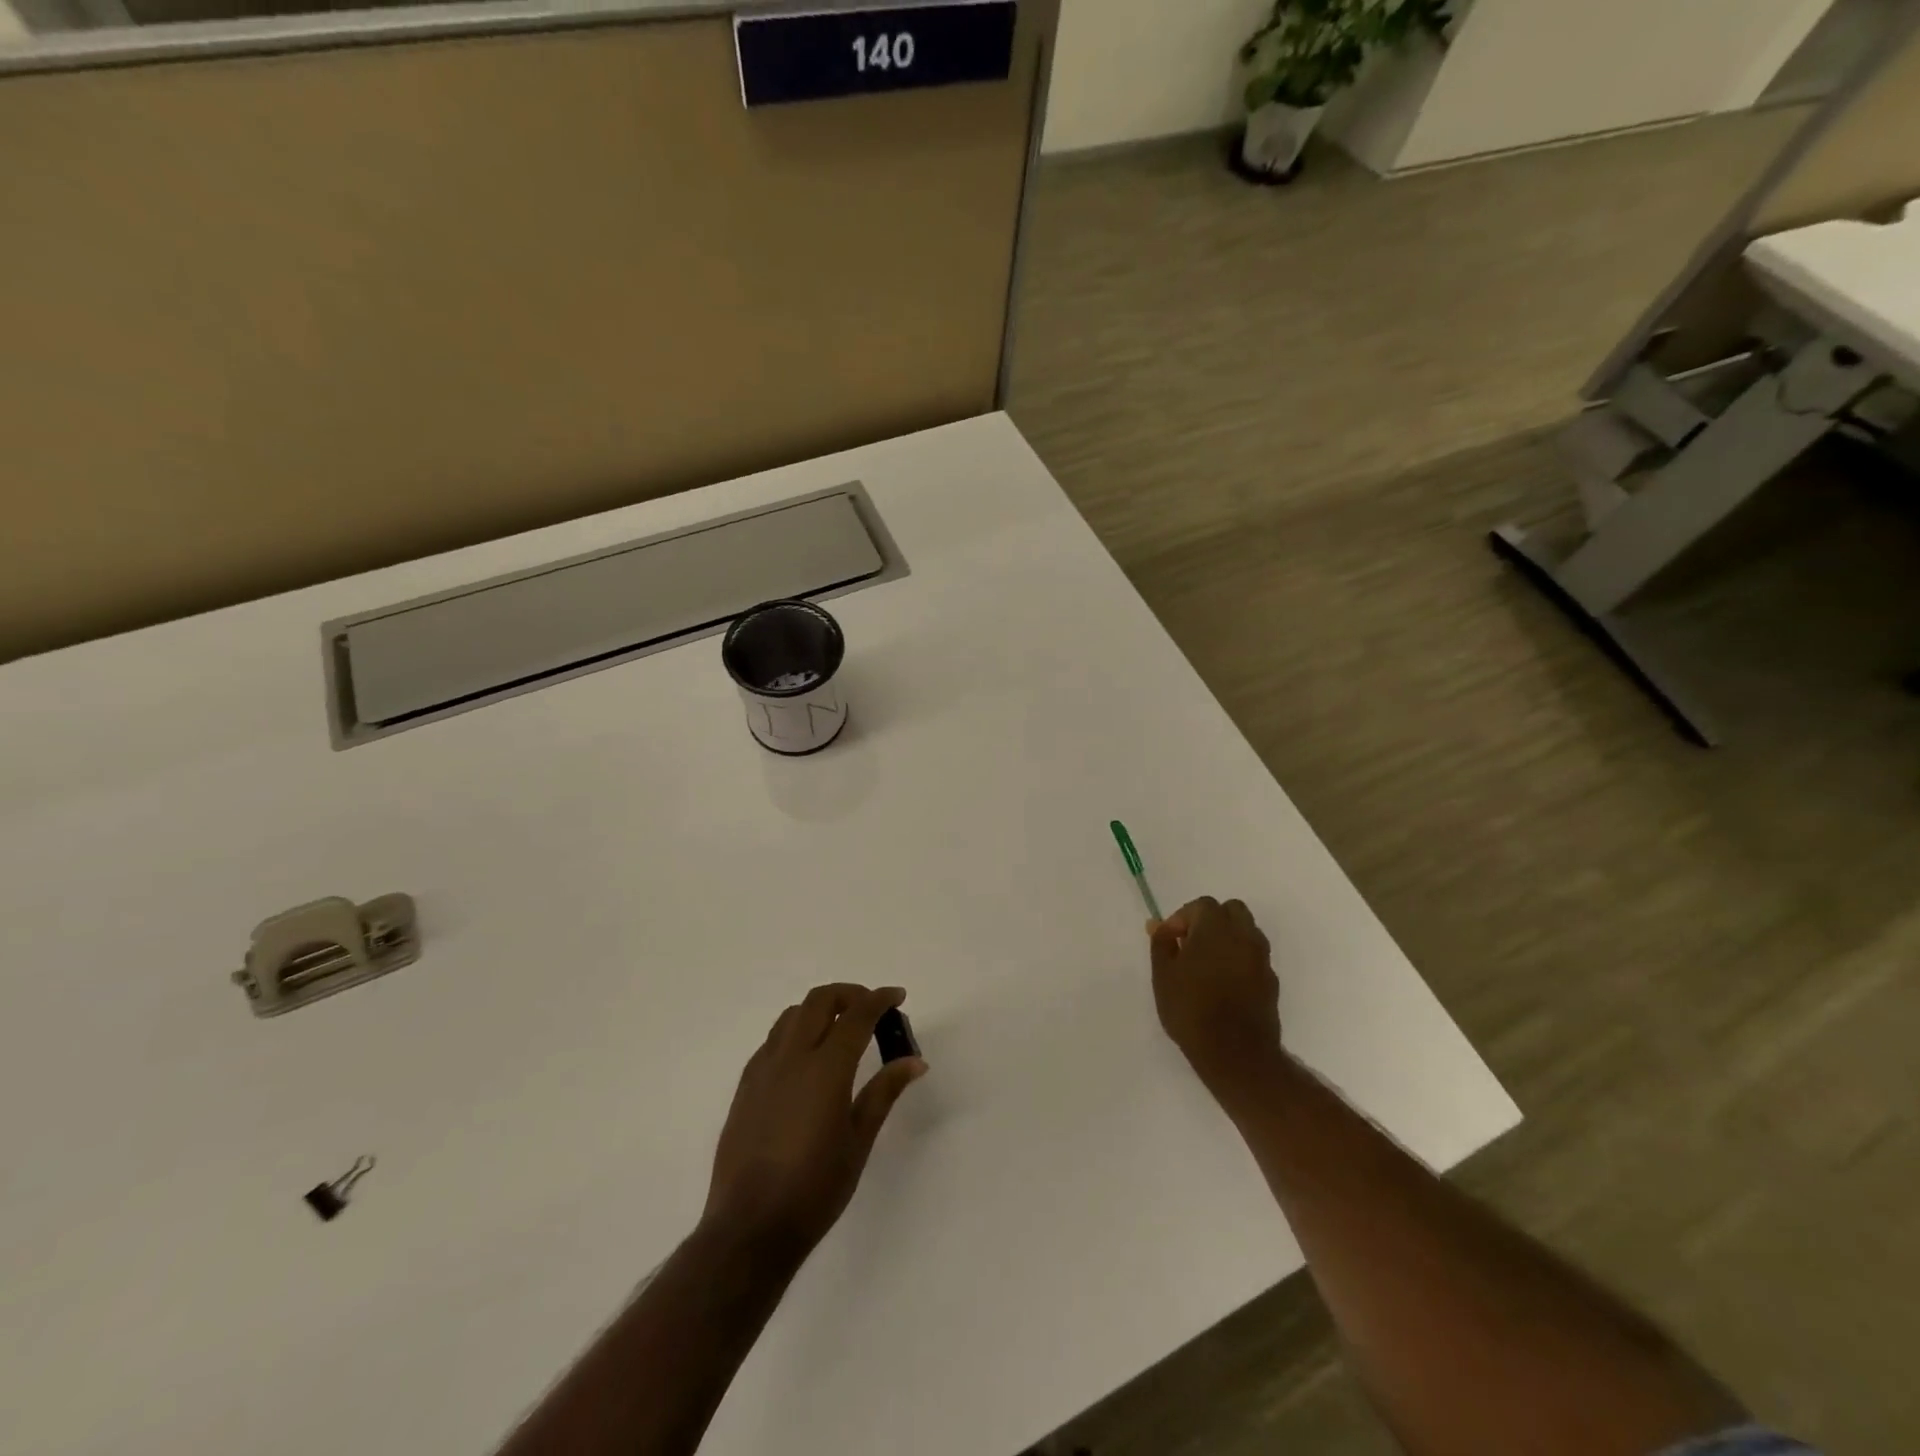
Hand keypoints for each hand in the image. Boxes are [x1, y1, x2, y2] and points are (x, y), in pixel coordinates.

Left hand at [704, 984, 926, 1258]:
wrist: (749, 1227)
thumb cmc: (815, 1189)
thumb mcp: (859, 1141)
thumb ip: (884, 1092)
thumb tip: (914, 1061)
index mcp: (826, 1069)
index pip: (856, 1015)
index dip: (879, 999)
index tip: (897, 996)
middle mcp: (792, 1057)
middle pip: (819, 1000)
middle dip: (849, 994)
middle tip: (871, 1008)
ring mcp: (764, 1069)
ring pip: (792, 1015)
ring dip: (819, 1009)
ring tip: (839, 1028)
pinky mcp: (746, 1085)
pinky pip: (773, 1040)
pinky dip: (796, 1031)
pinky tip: (807, 1059)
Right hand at [1149, 897, 1283, 1107]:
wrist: (1235, 1053)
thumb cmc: (1191, 1008)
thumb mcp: (1163, 974)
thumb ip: (1161, 942)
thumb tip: (1158, 924)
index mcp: (1216, 927)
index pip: (1201, 905)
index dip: (1182, 918)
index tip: (1170, 941)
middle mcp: (1244, 936)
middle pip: (1232, 911)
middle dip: (1211, 920)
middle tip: (1191, 944)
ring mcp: (1261, 958)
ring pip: (1247, 932)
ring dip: (1228, 938)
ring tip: (1207, 964)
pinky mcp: (1271, 981)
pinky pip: (1254, 957)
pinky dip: (1239, 959)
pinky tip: (1224, 983)